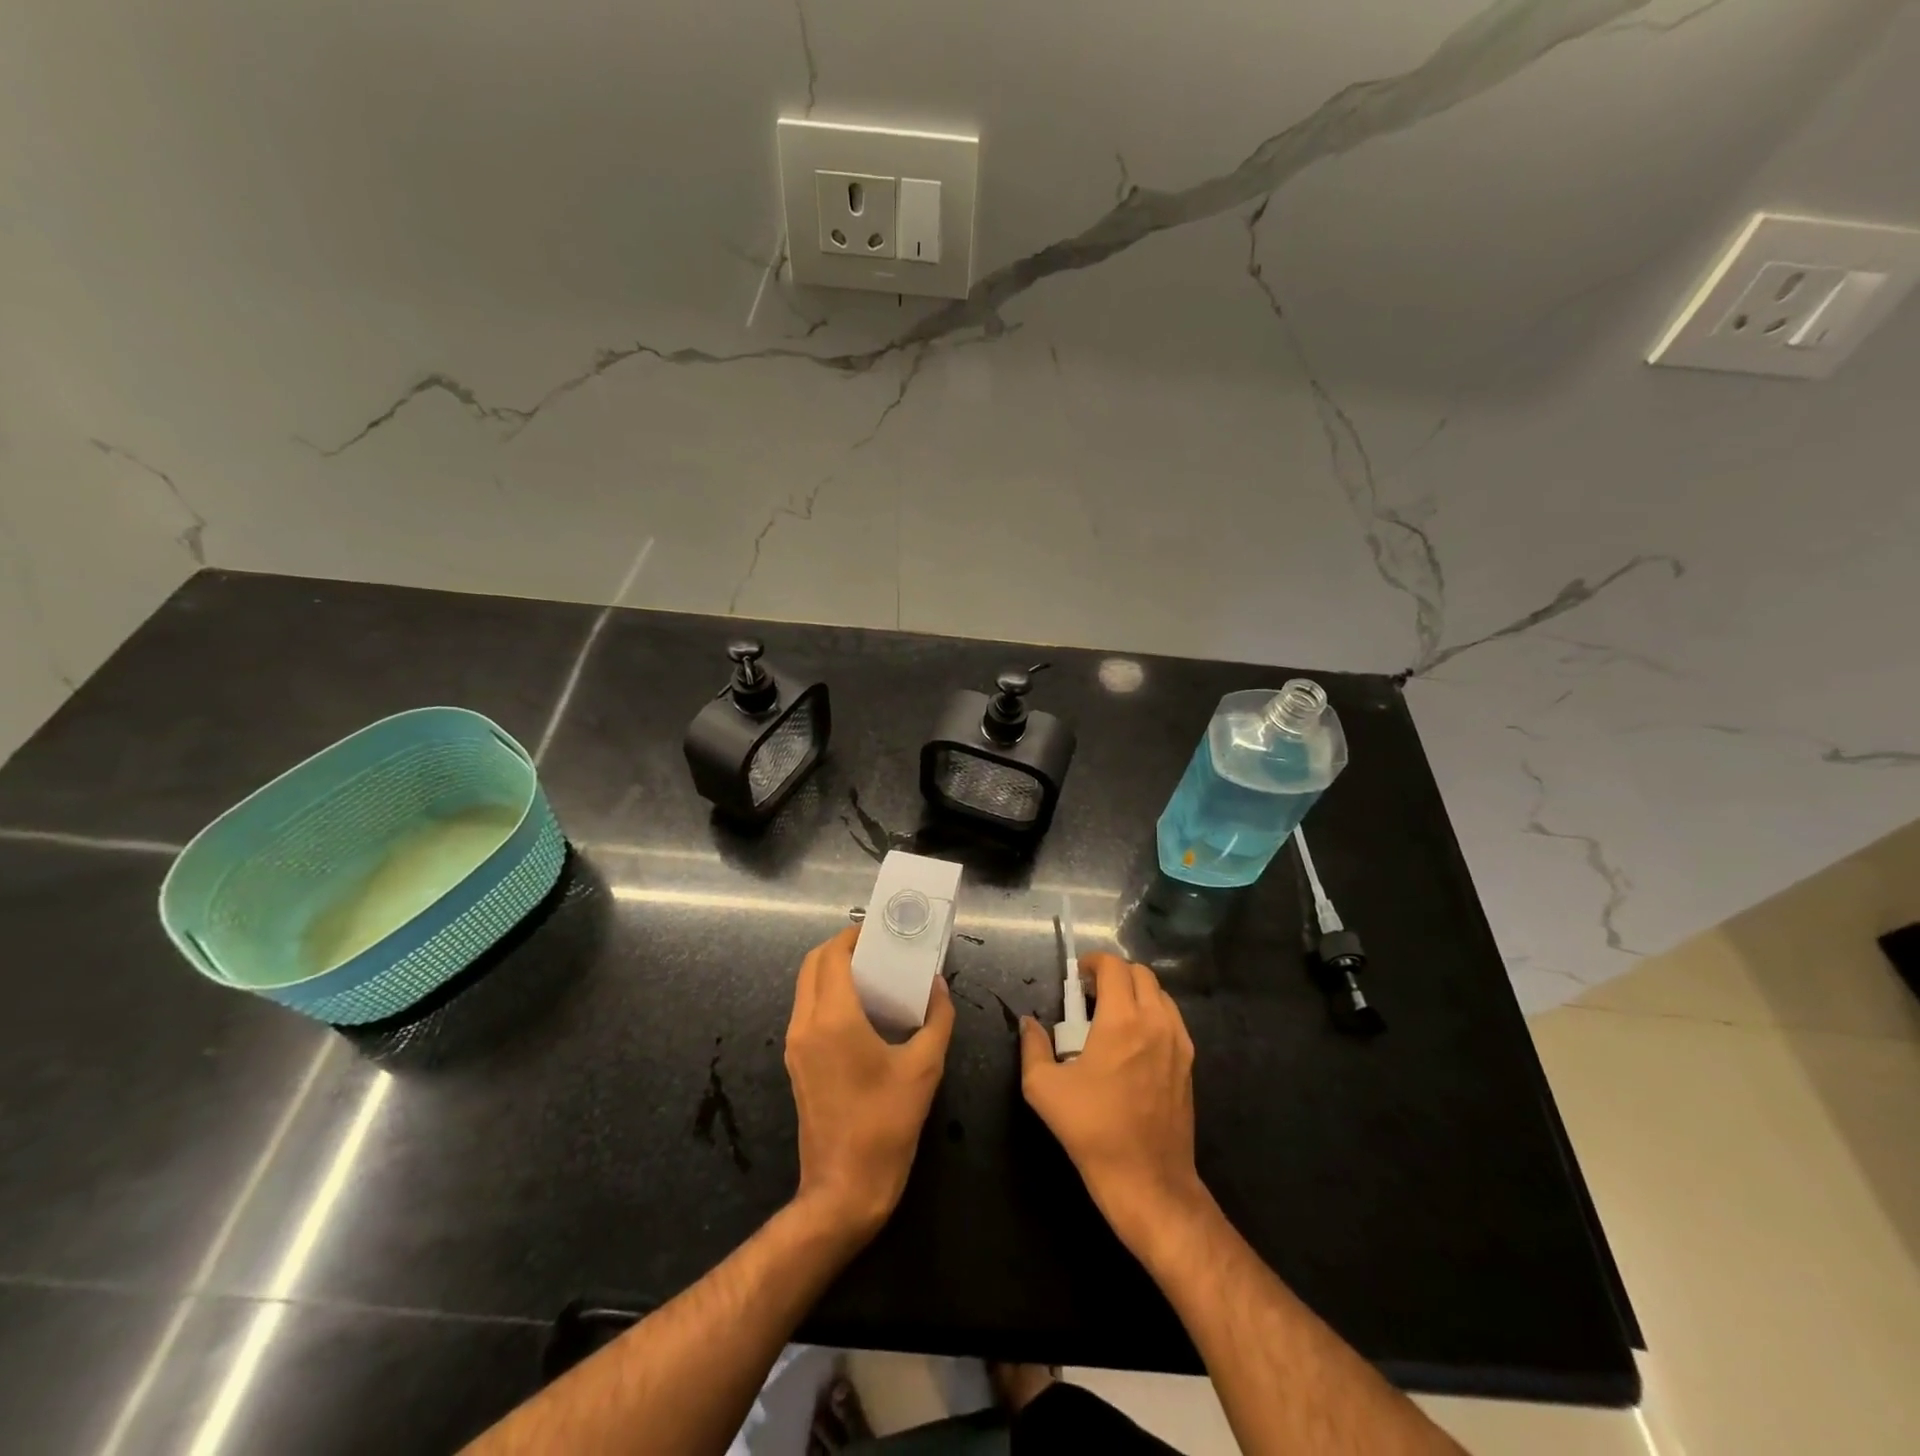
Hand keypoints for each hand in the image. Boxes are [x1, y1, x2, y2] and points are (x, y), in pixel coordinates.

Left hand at [784, 925, 954, 1238]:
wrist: (844, 1189)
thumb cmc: (886, 1124)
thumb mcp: (925, 1068)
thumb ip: (937, 1018)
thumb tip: (939, 986)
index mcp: (833, 1018)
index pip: (833, 956)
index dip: (854, 936)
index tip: (881, 931)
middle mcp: (806, 1024)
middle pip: (812, 965)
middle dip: (842, 948)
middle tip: (878, 949)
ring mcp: (796, 1046)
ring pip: (806, 987)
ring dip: (833, 970)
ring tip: (873, 974)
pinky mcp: (796, 1064)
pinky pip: (807, 1011)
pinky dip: (828, 995)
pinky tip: (862, 1009)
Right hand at [1019, 953, 1205, 1253]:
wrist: (1147, 1180)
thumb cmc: (1092, 1129)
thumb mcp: (1044, 1089)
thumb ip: (1033, 1047)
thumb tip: (1028, 1023)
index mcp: (1122, 1020)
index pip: (1114, 966)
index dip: (1093, 962)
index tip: (1077, 976)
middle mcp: (1155, 1021)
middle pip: (1140, 973)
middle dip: (1114, 975)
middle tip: (1091, 995)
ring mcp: (1178, 1042)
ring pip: (1160, 994)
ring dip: (1136, 993)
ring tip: (1112, 1017)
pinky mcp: (1189, 1063)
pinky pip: (1172, 1020)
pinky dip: (1153, 1014)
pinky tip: (1133, 1042)